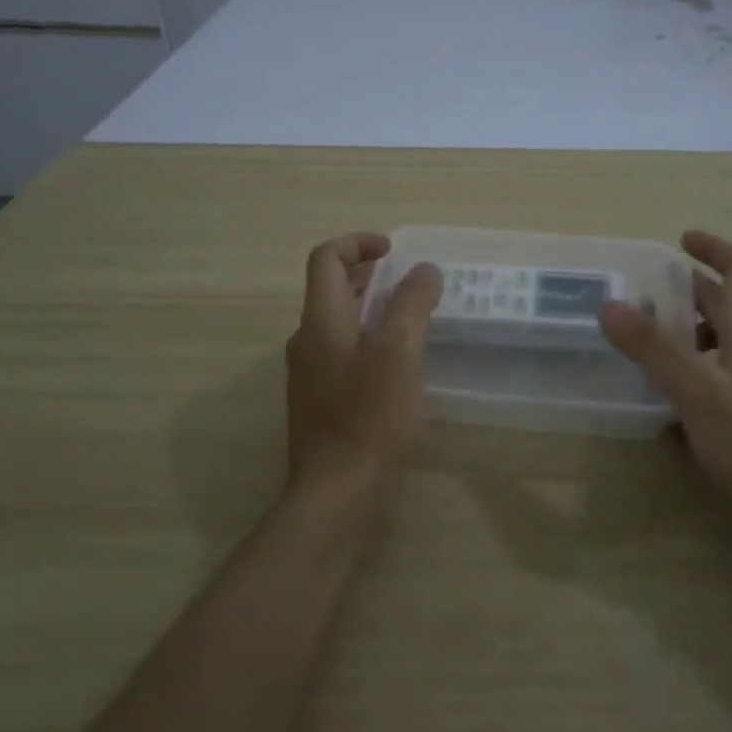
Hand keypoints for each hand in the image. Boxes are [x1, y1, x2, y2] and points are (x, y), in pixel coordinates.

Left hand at [285, 232, 442, 499]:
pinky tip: (396, 361)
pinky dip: (366, 337)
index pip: (326, 259)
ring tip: (408, 315)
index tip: (394, 251)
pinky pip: (341, 350)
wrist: (335, 488)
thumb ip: (412, 305)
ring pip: (336, 321)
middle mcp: (307, 340)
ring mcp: (309, 371)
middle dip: (367, 273)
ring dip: (368, 306)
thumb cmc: (368, 417)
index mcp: (321, 321)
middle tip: (407, 280)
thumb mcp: (399, 354)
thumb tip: (424, 270)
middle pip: (329, 288)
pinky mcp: (319, 397)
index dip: (357, 243)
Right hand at [600, 231, 731, 527]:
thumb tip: (610, 304)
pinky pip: (714, 374)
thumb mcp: (698, 393)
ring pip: (718, 340)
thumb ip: (653, 349)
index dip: (714, 248)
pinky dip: (687, 367)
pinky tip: (658, 388)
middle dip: (687, 289)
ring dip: (684, 329)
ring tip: (640, 336)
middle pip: (726, 304)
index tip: (680, 240)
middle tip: (640, 289)